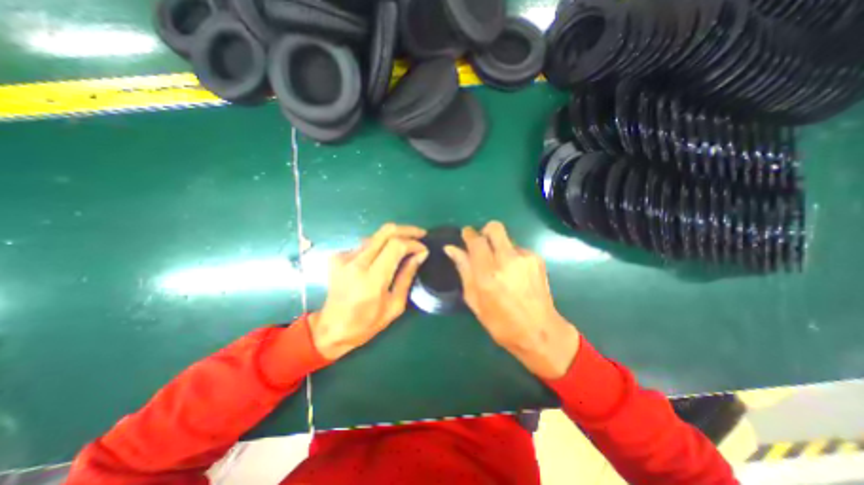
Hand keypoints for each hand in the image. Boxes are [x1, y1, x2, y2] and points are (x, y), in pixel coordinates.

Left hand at [313, 224, 429, 359]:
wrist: (331, 329)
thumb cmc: (367, 323)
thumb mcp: (395, 305)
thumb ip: (407, 276)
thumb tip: (420, 254)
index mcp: (372, 279)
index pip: (396, 245)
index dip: (413, 243)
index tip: (424, 249)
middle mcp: (356, 263)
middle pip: (385, 231)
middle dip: (407, 230)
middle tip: (420, 235)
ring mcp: (344, 257)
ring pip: (376, 236)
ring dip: (393, 238)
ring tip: (406, 246)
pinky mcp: (337, 256)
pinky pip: (365, 244)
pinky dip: (380, 247)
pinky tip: (384, 257)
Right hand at [445, 221, 578, 380]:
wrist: (540, 332)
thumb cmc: (500, 322)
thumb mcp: (474, 300)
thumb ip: (463, 270)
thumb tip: (451, 249)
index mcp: (488, 274)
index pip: (476, 240)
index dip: (468, 234)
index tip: (465, 235)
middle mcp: (507, 260)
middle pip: (494, 228)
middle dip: (485, 232)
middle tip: (481, 246)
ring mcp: (524, 258)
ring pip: (506, 238)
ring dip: (498, 247)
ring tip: (499, 268)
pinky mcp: (536, 259)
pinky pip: (517, 248)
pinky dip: (511, 256)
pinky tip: (513, 274)